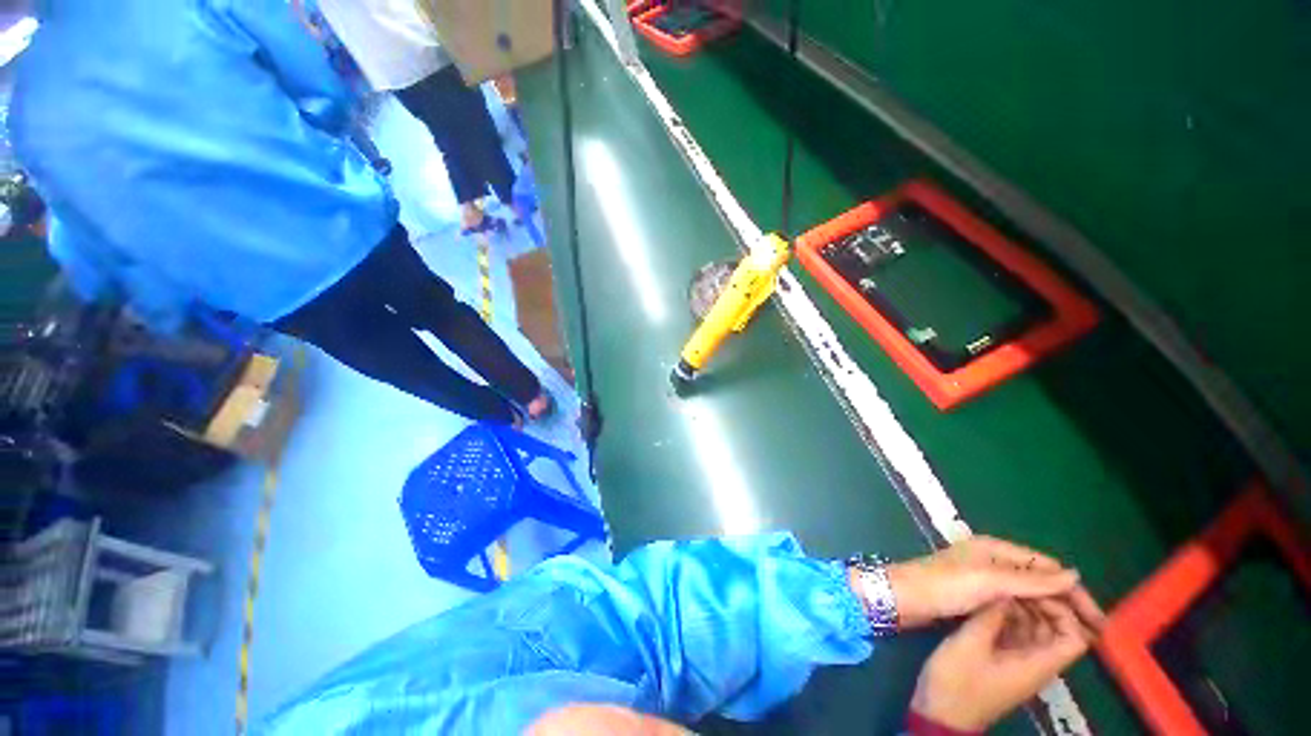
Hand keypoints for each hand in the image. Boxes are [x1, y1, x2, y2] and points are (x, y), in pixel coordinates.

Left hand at [887, 536, 1095, 628]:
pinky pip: (1011, 605)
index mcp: (995, 549)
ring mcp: (982, 578)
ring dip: (1048, 613)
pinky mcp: (974, 595)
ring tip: (1069, 640)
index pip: (1046, 566)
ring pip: (1026, 594)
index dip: (1073, 591)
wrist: (904, 597)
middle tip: (1089, 636)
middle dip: (1064, 604)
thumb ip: (1030, 580)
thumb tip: (1074, 574)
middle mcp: (992, 560)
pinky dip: (1028, 617)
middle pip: (1038, 580)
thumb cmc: (944, 586)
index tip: (1097, 620)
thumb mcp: (989, 581)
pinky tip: (1039, 636)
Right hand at [911, 596, 1101, 731]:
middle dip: (1044, 603)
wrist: (941, 713)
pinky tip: (989, 600)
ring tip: (1001, 584)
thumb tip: (1003, 588)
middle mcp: (1035, 662)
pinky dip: (1009, 615)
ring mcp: (1018, 661)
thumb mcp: (970, 645)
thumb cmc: (958, 682)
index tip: (1038, 589)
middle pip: (1056, 630)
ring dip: (1024, 607)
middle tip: (1018, 579)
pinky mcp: (1001, 659)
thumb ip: (989, 616)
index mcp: (1038, 663)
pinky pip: (1015, 633)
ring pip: (1035, 629)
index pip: (1073, 638)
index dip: (1064, 612)